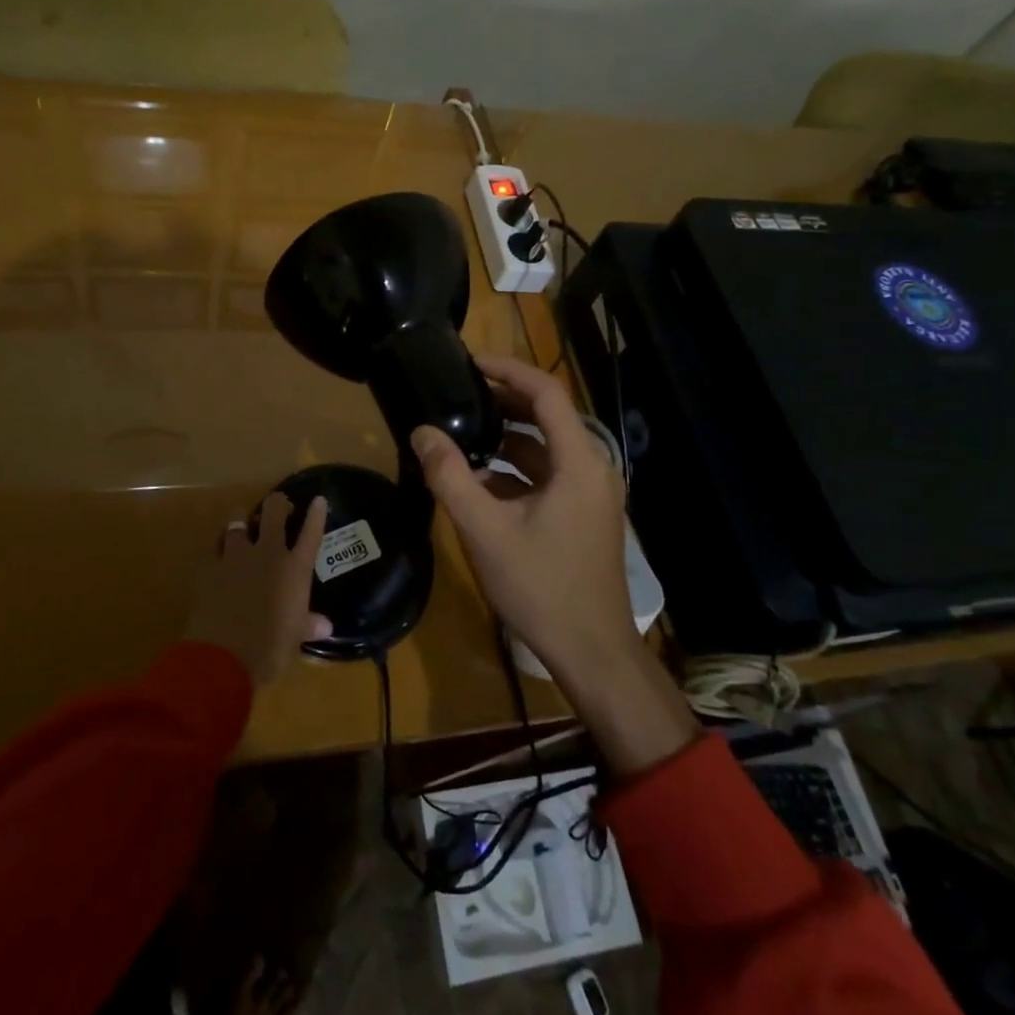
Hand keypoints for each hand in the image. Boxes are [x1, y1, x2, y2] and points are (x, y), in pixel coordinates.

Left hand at [184, 492, 333, 685]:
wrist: (223, 657)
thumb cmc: (269, 649)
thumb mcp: (294, 638)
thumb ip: (308, 625)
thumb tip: (325, 626)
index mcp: (294, 569)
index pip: (311, 533)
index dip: (316, 515)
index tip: (319, 500)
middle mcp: (267, 554)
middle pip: (273, 512)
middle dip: (277, 503)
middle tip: (279, 507)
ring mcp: (236, 556)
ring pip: (238, 520)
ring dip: (243, 519)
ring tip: (244, 525)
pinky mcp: (210, 567)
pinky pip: (215, 546)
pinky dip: (219, 546)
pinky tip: (220, 553)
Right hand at [411, 354, 634, 679]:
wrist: (592, 653)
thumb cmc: (542, 587)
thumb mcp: (486, 530)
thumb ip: (451, 477)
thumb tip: (421, 431)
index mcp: (579, 462)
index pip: (547, 393)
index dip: (509, 370)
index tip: (470, 361)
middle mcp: (593, 467)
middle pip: (548, 415)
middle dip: (504, 400)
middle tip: (459, 393)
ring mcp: (591, 493)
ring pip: (547, 447)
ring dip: (507, 437)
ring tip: (462, 431)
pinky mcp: (583, 513)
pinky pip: (548, 474)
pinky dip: (516, 469)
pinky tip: (479, 479)